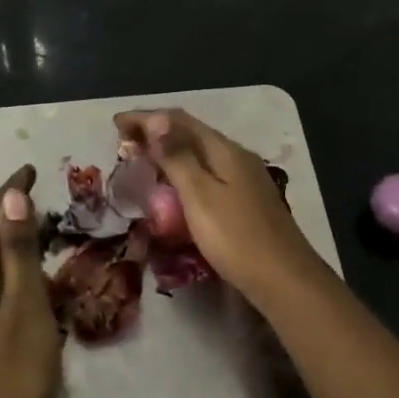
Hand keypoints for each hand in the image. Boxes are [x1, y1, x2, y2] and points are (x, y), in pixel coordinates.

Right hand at [113, 108, 323, 307]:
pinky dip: (184, 173)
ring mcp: (245, 179)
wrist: (283, 279)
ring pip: (200, 155)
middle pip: (191, 134)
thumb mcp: (199, 196)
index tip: (115, 124)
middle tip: (124, 142)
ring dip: (170, 153)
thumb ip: (177, 157)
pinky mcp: (245, 201)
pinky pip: (208, 175)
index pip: (180, 121)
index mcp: (225, 150)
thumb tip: (156, 120)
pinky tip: (174, 188)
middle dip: (157, 133)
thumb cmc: (236, 237)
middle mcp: (237, 157)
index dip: (146, 118)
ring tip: (143, 161)